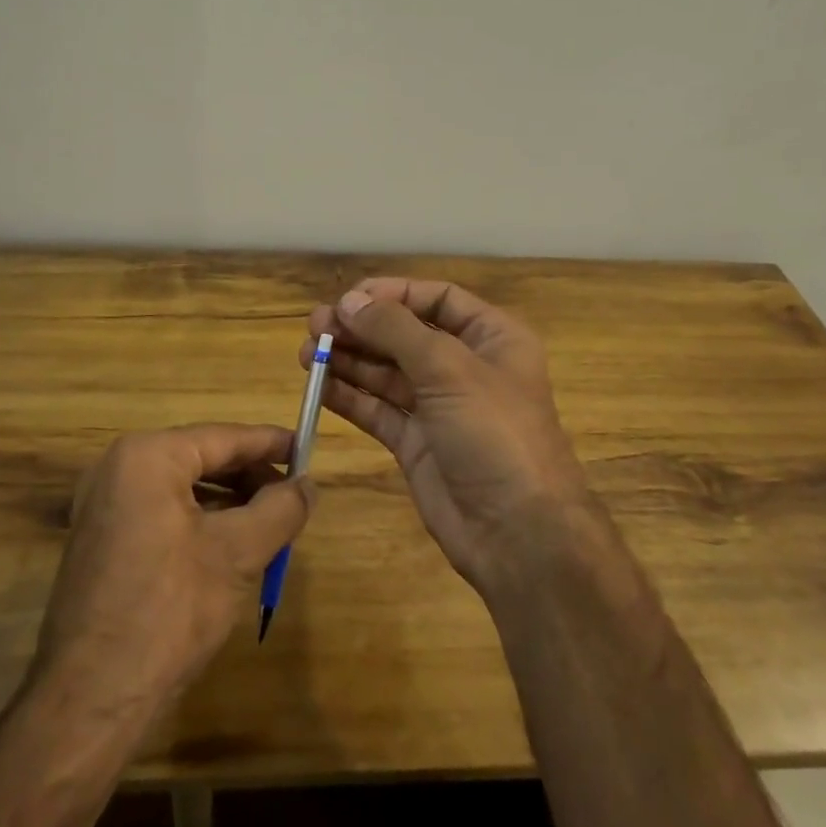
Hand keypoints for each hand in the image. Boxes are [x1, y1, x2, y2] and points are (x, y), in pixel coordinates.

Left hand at [34, 425, 310, 710]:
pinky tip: (231, 547)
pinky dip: (201, 522)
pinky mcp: (101, 540)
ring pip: (183, 488)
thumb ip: (280, 509)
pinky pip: (162, 513)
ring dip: (230, 502)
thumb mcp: (236, 554)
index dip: (270, 443)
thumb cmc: (168, 612)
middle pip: (201, 459)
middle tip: (294, 496)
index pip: (223, 437)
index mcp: (146, 457)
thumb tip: (307, 485)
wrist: (90, 701)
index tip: (308, 448)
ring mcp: (104, 506)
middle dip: (251, 477)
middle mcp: (118, 469)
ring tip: (271, 523)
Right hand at [302, 279, 595, 594]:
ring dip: (349, 360)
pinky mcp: (416, 443)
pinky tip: (318, 386)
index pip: (438, 299)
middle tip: (316, 325)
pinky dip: (349, 396)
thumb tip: (349, 301)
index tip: (349, 298)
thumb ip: (395, 330)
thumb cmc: (494, 433)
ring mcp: (439, 407)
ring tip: (307, 352)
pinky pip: (378, 409)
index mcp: (492, 338)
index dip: (394, 293)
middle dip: (362, 327)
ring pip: (387, 372)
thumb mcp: (449, 369)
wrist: (517, 533)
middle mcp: (465, 367)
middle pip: (406, 334)